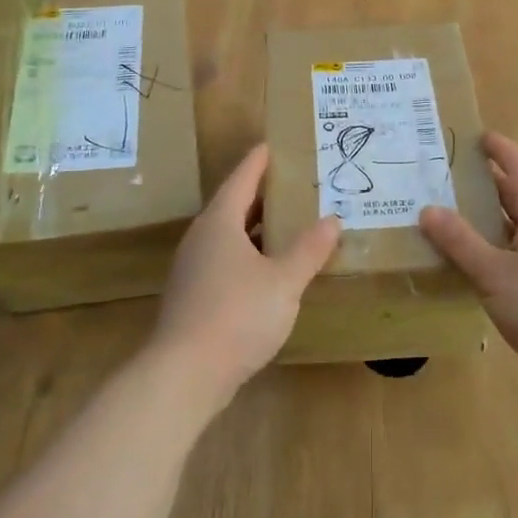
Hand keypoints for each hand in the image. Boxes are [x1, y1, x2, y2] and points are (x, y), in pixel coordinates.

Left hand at [148, 144, 339, 404]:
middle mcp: (202, 238)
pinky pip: (227, 261)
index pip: (242, 178)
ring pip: (230, 236)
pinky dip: (251, 255)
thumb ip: (309, 249)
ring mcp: (194, 268)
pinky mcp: (195, 295)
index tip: (275, 144)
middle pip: (234, 205)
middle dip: (263, 194)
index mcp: (220, 222)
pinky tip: (271, 270)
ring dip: (258, 228)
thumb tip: (332, 220)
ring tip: (291, 223)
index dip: (259, 161)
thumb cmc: (237, 314)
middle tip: (296, 184)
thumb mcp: (283, 281)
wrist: (185, 373)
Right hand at [419, 132, 517, 401]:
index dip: (498, 148)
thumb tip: (427, 209)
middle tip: (445, 177)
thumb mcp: (494, 273)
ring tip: (451, 216)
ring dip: (489, 217)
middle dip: (485, 182)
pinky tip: (476, 261)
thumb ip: (460, 241)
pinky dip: (498, 244)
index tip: (473, 135)